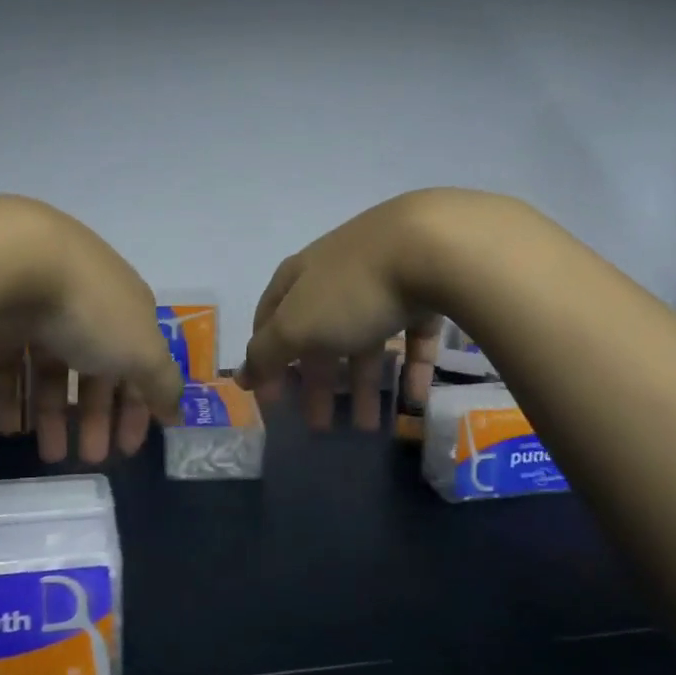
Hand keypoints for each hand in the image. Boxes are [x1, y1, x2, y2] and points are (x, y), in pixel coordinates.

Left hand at [0, 202, 182, 462]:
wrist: (15, 261)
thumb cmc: (92, 310)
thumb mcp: (143, 351)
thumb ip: (162, 383)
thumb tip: (178, 412)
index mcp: (127, 310)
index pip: (140, 364)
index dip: (139, 407)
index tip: (128, 449)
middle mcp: (88, 308)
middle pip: (96, 370)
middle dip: (97, 418)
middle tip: (90, 460)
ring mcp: (41, 311)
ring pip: (51, 371)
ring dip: (54, 416)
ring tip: (50, 457)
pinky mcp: (0, 318)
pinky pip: (10, 364)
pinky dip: (12, 397)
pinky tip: (11, 428)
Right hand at [238, 192, 447, 429]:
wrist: (433, 247)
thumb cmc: (352, 290)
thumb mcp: (297, 325)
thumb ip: (267, 353)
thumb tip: (242, 376)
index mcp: (299, 278)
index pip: (270, 320)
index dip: (266, 360)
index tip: (271, 401)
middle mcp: (336, 277)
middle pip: (319, 336)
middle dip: (317, 383)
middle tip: (320, 426)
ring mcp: (382, 282)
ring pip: (366, 340)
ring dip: (364, 385)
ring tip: (370, 427)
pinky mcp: (424, 292)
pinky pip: (410, 337)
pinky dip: (408, 369)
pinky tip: (412, 400)